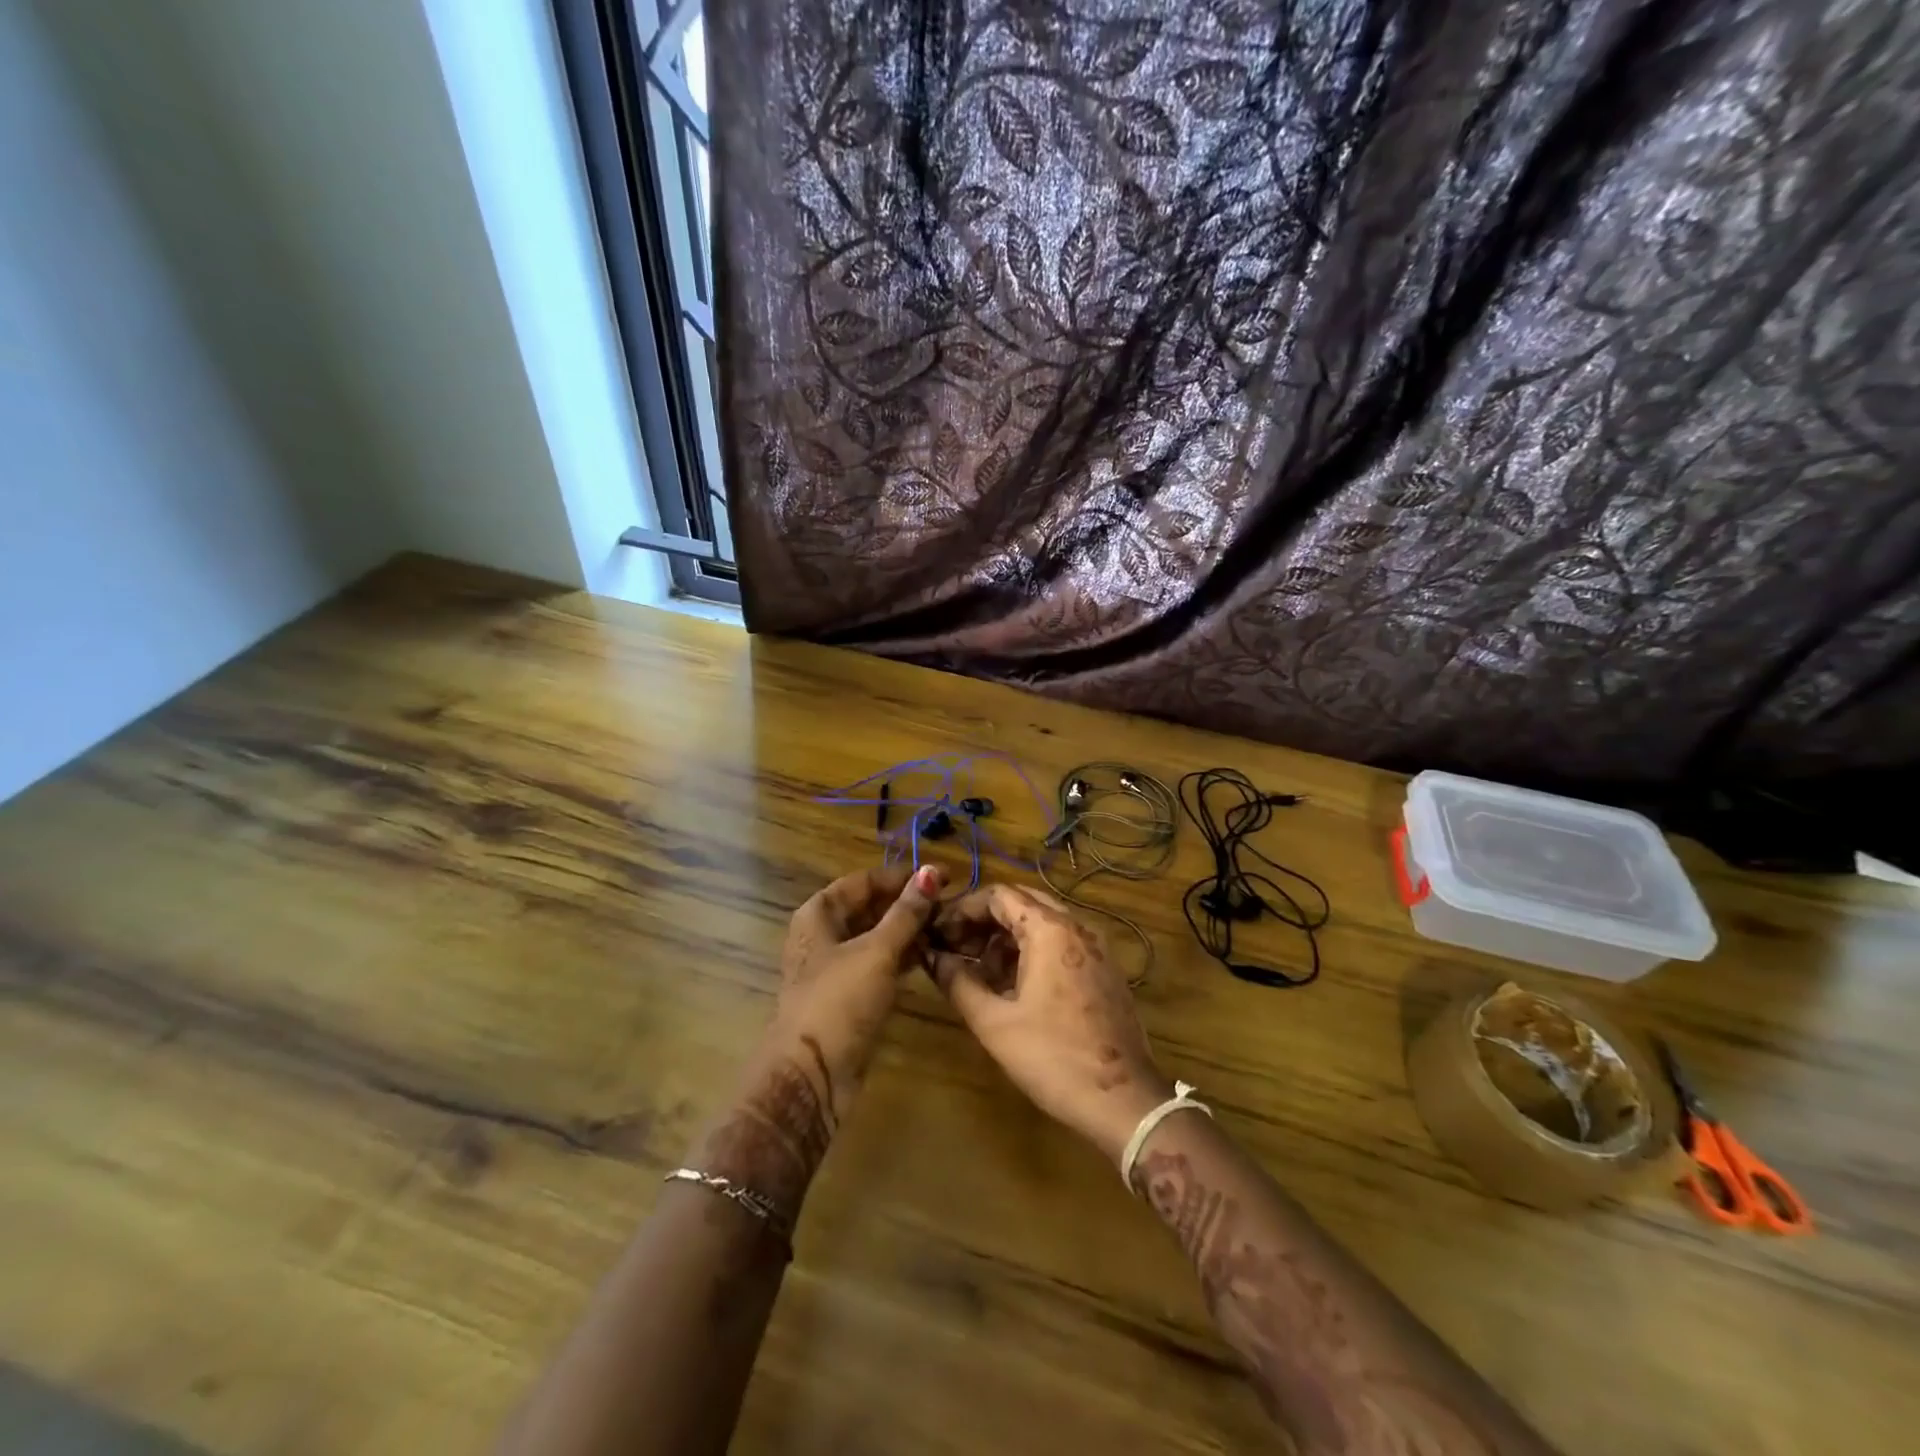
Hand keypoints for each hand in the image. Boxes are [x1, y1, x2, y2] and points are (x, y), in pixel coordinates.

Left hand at [766, 863, 944, 1090]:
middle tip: (951, 901)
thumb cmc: (839, 1001)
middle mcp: (824, 935)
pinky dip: (903, 956)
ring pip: (877, 937)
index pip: (864, 880)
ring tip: (948, 924)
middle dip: (908, 903)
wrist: (813, 1075)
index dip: (902, 876)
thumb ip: (906, 913)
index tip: (942, 875)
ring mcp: (836, 967)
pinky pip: (880, 964)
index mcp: (819, 914)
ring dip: (909, 930)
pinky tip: (932, 953)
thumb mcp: (876, 951)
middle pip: (870, 907)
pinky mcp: (850, 995)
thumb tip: (931, 872)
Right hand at [927, 884, 1171, 1165]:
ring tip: (977, 972)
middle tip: (954, 947)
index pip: (998, 894)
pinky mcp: (1104, 970)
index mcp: (1050, 929)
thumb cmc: (1053, 1057)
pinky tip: (1011, 986)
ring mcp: (1096, 947)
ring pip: (1042, 923)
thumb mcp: (994, 1022)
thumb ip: (958, 982)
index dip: (962, 909)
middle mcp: (1077, 926)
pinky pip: (1060, 943)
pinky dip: (1031, 951)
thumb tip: (934, 958)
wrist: (1124, 1102)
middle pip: (1021, 902)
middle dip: (983, 921)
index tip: (938, 934)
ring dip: (1006, 938)